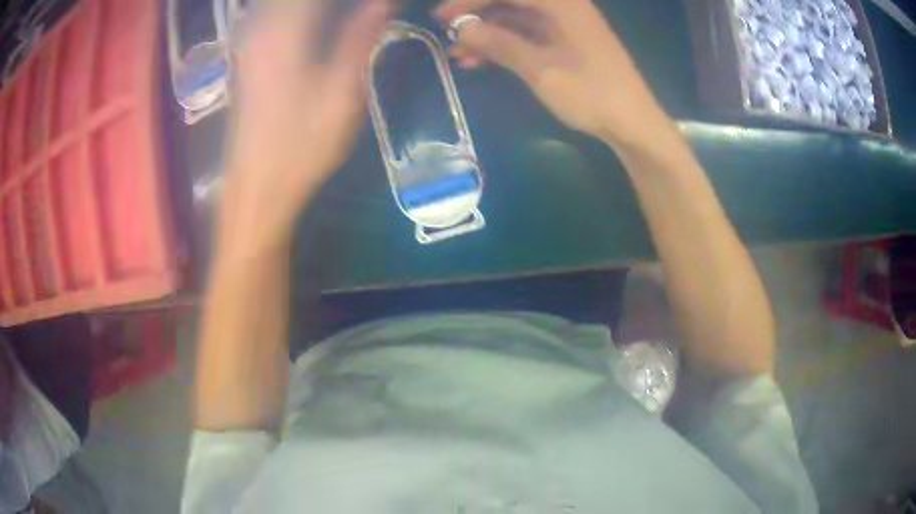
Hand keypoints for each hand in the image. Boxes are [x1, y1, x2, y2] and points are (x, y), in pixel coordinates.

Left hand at [219, 0, 389, 252]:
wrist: (257, 188)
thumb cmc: (301, 145)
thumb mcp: (341, 92)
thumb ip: (360, 39)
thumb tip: (382, 4)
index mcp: (284, 32)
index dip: (350, 2)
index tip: (376, 6)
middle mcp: (261, 29)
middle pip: (291, 0)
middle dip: (333, 5)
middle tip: (367, 12)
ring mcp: (252, 45)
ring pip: (283, 7)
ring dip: (321, 10)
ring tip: (350, 17)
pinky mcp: (250, 59)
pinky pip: (276, 18)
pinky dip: (302, 16)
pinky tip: (324, 24)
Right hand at [435, 0, 673, 149]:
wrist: (633, 124)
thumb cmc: (592, 93)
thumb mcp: (540, 69)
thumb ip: (499, 44)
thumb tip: (461, 29)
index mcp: (561, 2)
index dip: (470, 1)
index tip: (441, 17)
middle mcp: (563, 6)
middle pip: (510, 1)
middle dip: (476, 15)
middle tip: (446, 33)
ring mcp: (565, 24)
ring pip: (515, 18)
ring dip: (487, 33)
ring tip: (459, 55)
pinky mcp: (566, 42)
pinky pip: (527, 34)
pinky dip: (504, 45)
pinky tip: (481, 61)